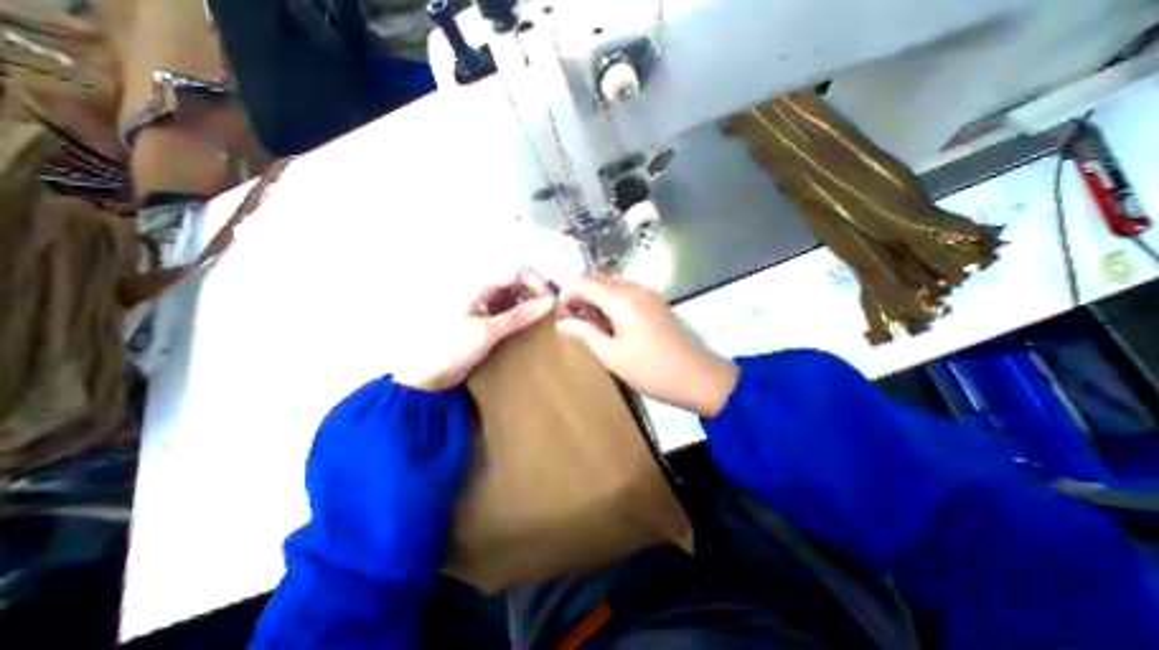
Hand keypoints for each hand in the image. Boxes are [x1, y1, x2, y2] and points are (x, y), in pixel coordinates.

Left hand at [393, 268, 556, 389]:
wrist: (428, 377)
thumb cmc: (453, 349)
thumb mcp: (489, 332)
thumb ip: (520, 316)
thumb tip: (550, 303)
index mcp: (480, 286)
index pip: (517, 272)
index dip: (537, 283)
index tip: (552, 302)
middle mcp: (485, 291)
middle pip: (519, 283)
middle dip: (537, 294)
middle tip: (554, 313)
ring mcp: (486, 306)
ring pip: (517, 297)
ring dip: (533, 306)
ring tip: (548, 321)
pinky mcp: (488, 320)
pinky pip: (511, 311)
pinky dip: (524, 316)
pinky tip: (534, 327)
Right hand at [556, 274, 737, 414]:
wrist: (698, 377)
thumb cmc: (651, 370)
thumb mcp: (611, 355)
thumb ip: (584, 332)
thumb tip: (562, 322)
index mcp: (621, 298)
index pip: (583, 281)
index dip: (567, 294)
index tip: (561, 314)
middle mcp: (634, 287)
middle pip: (597, 278)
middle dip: (581, 294)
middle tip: (574, 321)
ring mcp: (648, 292)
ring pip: (612, 284)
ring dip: (596, 297)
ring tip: (592, 325)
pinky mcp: (656, 301)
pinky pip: (626, 291)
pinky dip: (611, 300)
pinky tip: (612, 323)